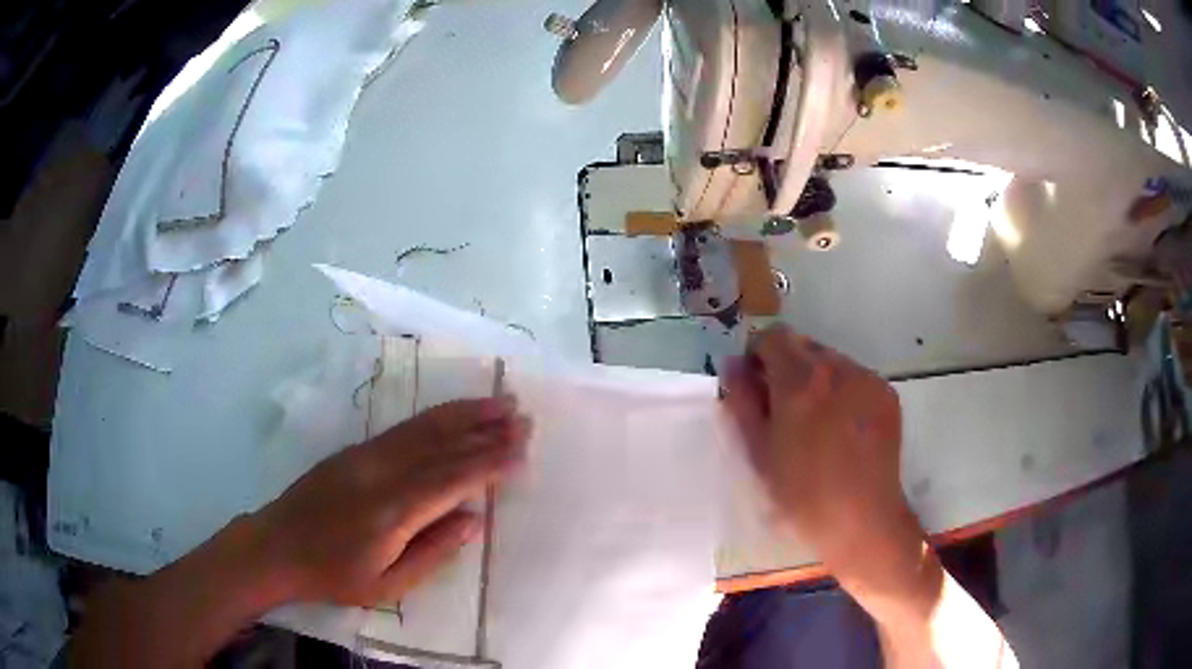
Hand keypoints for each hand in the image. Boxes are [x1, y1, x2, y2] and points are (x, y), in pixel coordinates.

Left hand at [252, 396, 530, 606]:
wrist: (277, 546)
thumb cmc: (334, 575)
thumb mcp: (388, 585)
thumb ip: (433, 551)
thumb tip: (472, 518)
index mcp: (391, 512)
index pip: (450, 479)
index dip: (488, 463)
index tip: (521, 450)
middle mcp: (381, 473)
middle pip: (441, 445)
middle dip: (485, 430)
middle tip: (523, 418)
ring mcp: (366, 456)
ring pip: (423, 428)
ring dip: (464, 413)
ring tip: (499, 403)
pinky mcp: (356, 450)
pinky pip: (404, 429)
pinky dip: (435, 418)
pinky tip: (454, 414)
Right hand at [720, 326, 920, 570]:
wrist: (863, 519)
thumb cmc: (802, 495)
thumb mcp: (759, 453)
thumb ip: (742, 402)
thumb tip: (733, 365)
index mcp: (800, 382)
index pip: (773, 337)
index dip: (758, 355)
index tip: (756, 385)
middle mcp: (837, 368)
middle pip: (803, 345)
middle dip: (787, 367)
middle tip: (784, 409)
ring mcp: (867, 379)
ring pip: (831, 360)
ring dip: (816, 378)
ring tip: (817, 423)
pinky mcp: (887, 394)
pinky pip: (856, 377)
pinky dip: (842, 391)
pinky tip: (842, 428)